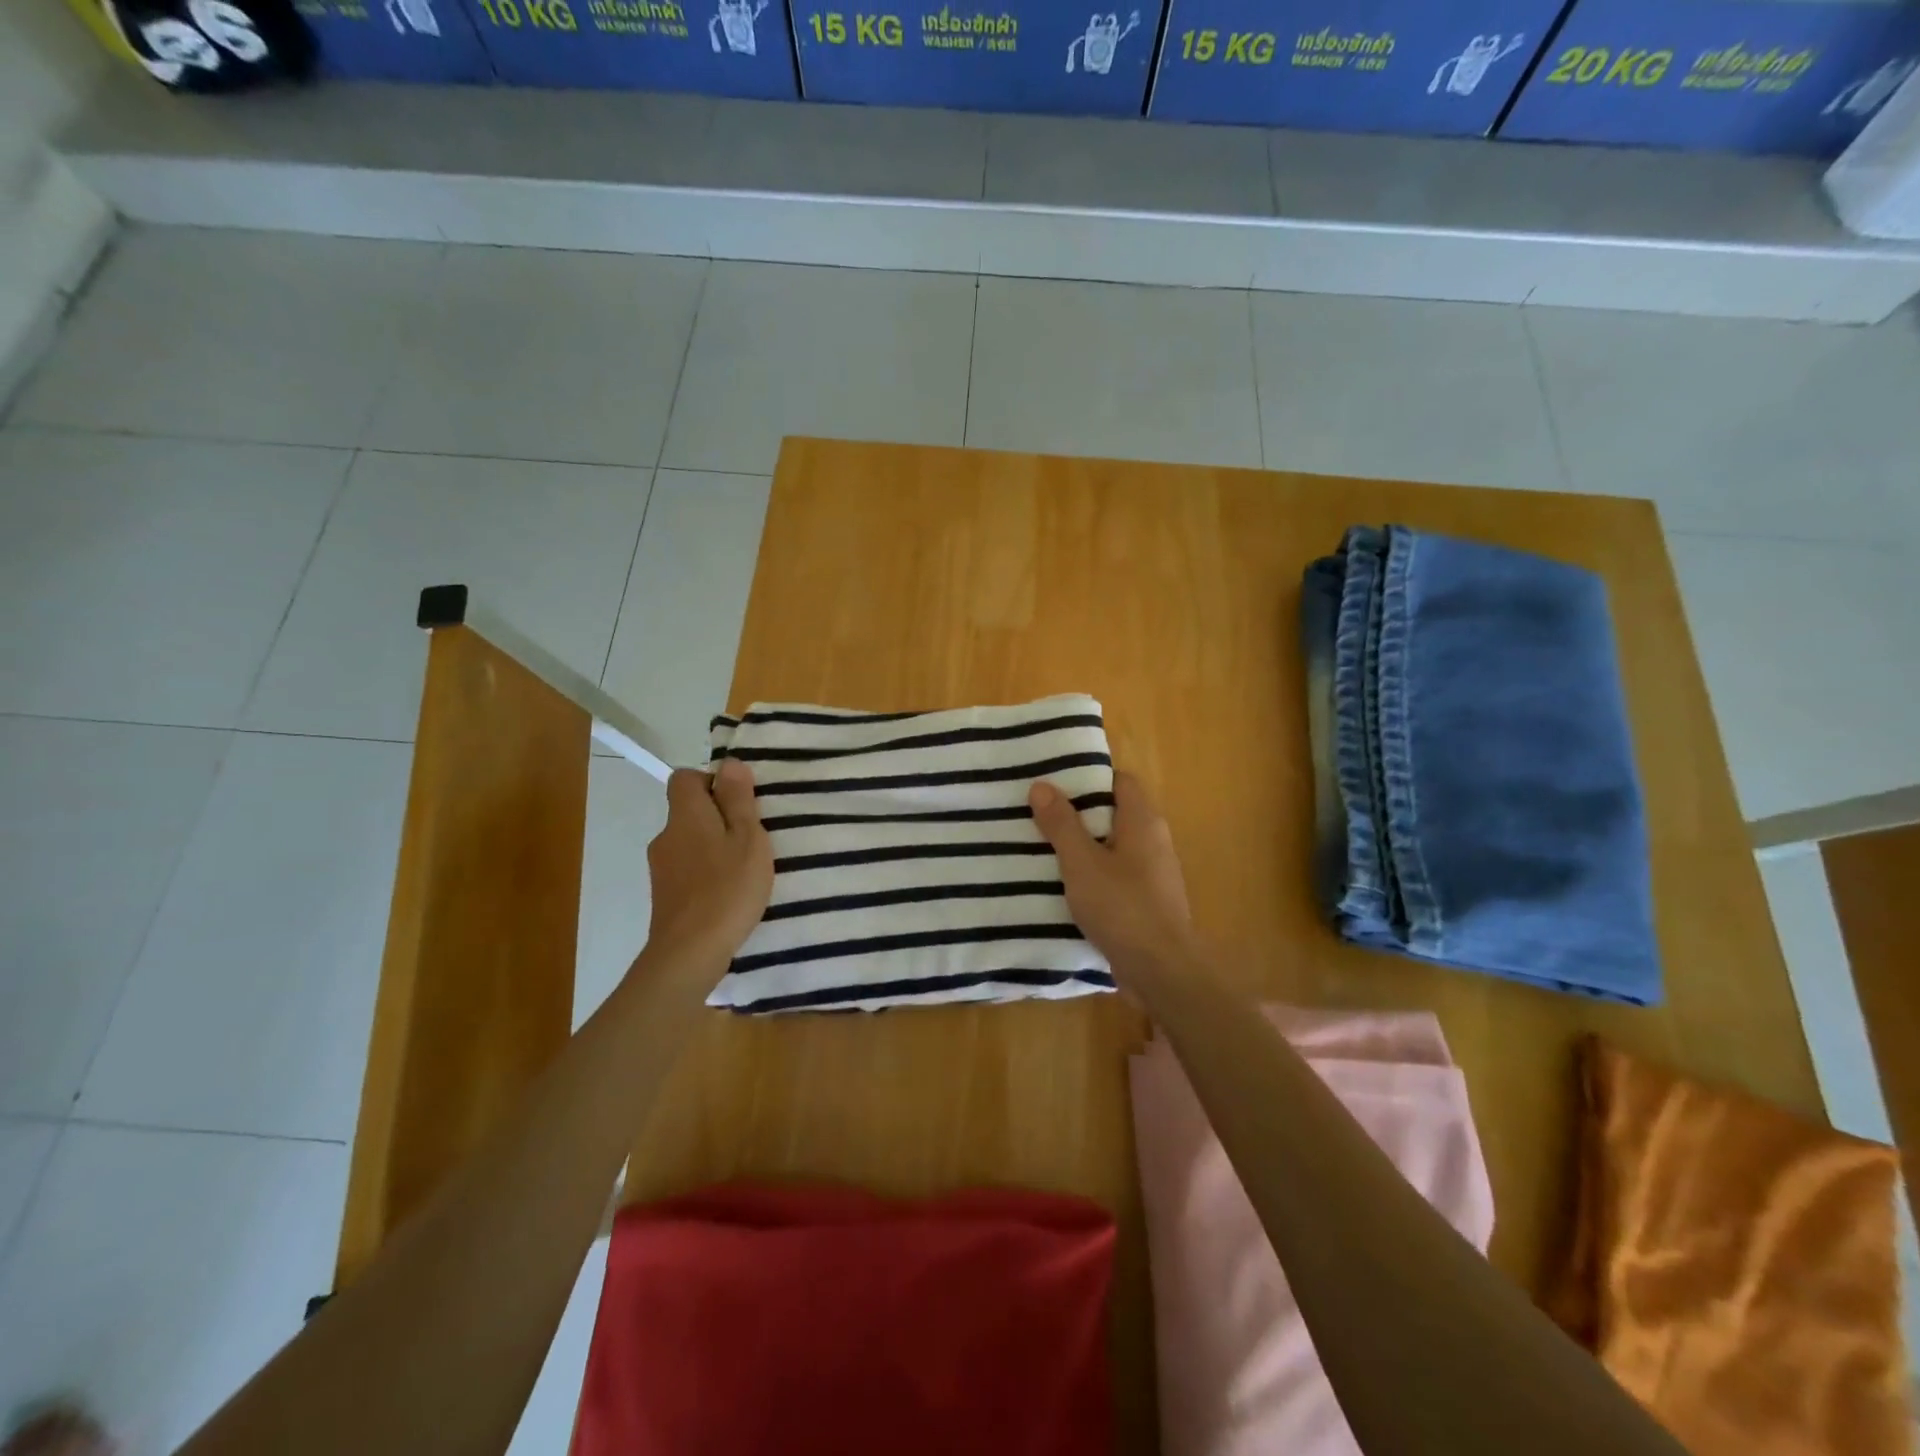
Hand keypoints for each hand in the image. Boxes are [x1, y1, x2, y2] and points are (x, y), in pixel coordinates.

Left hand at [644, 759, 773, 972]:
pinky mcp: (664, 896)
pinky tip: (727, 893)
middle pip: (687, 811)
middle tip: (750, 836)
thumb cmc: (727, 888)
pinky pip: (686, 870)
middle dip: (716, 817)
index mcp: (686, 815)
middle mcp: (666, 835)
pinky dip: (705, 873)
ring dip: (712, 847)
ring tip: (743, 868)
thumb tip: (729, 763)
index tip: (739, 801)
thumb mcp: (747, 838)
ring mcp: (661, 868)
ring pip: (688, 842)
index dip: (711, 782)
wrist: (690, 952)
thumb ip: (738, 800)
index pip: (684, 778)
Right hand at [1029, 770, 1192, 983]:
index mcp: (1143, 821)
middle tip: (1038, 815)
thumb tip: (1042, 785)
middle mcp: (1153, 840)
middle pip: (1114, 813)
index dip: (1088, 778)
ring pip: (1113, 847)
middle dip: (1078, 814)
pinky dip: (1093, 875)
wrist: (1162, 970)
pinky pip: (1116, 876)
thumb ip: (1061, 824)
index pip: (1119, 780)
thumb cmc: (1122, 907)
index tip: (1054, 784)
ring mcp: (1153, 873)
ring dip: (1083, 848)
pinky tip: (1064, 886)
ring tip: (1042, 849)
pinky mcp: (1147, 902)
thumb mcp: (1081, 862)